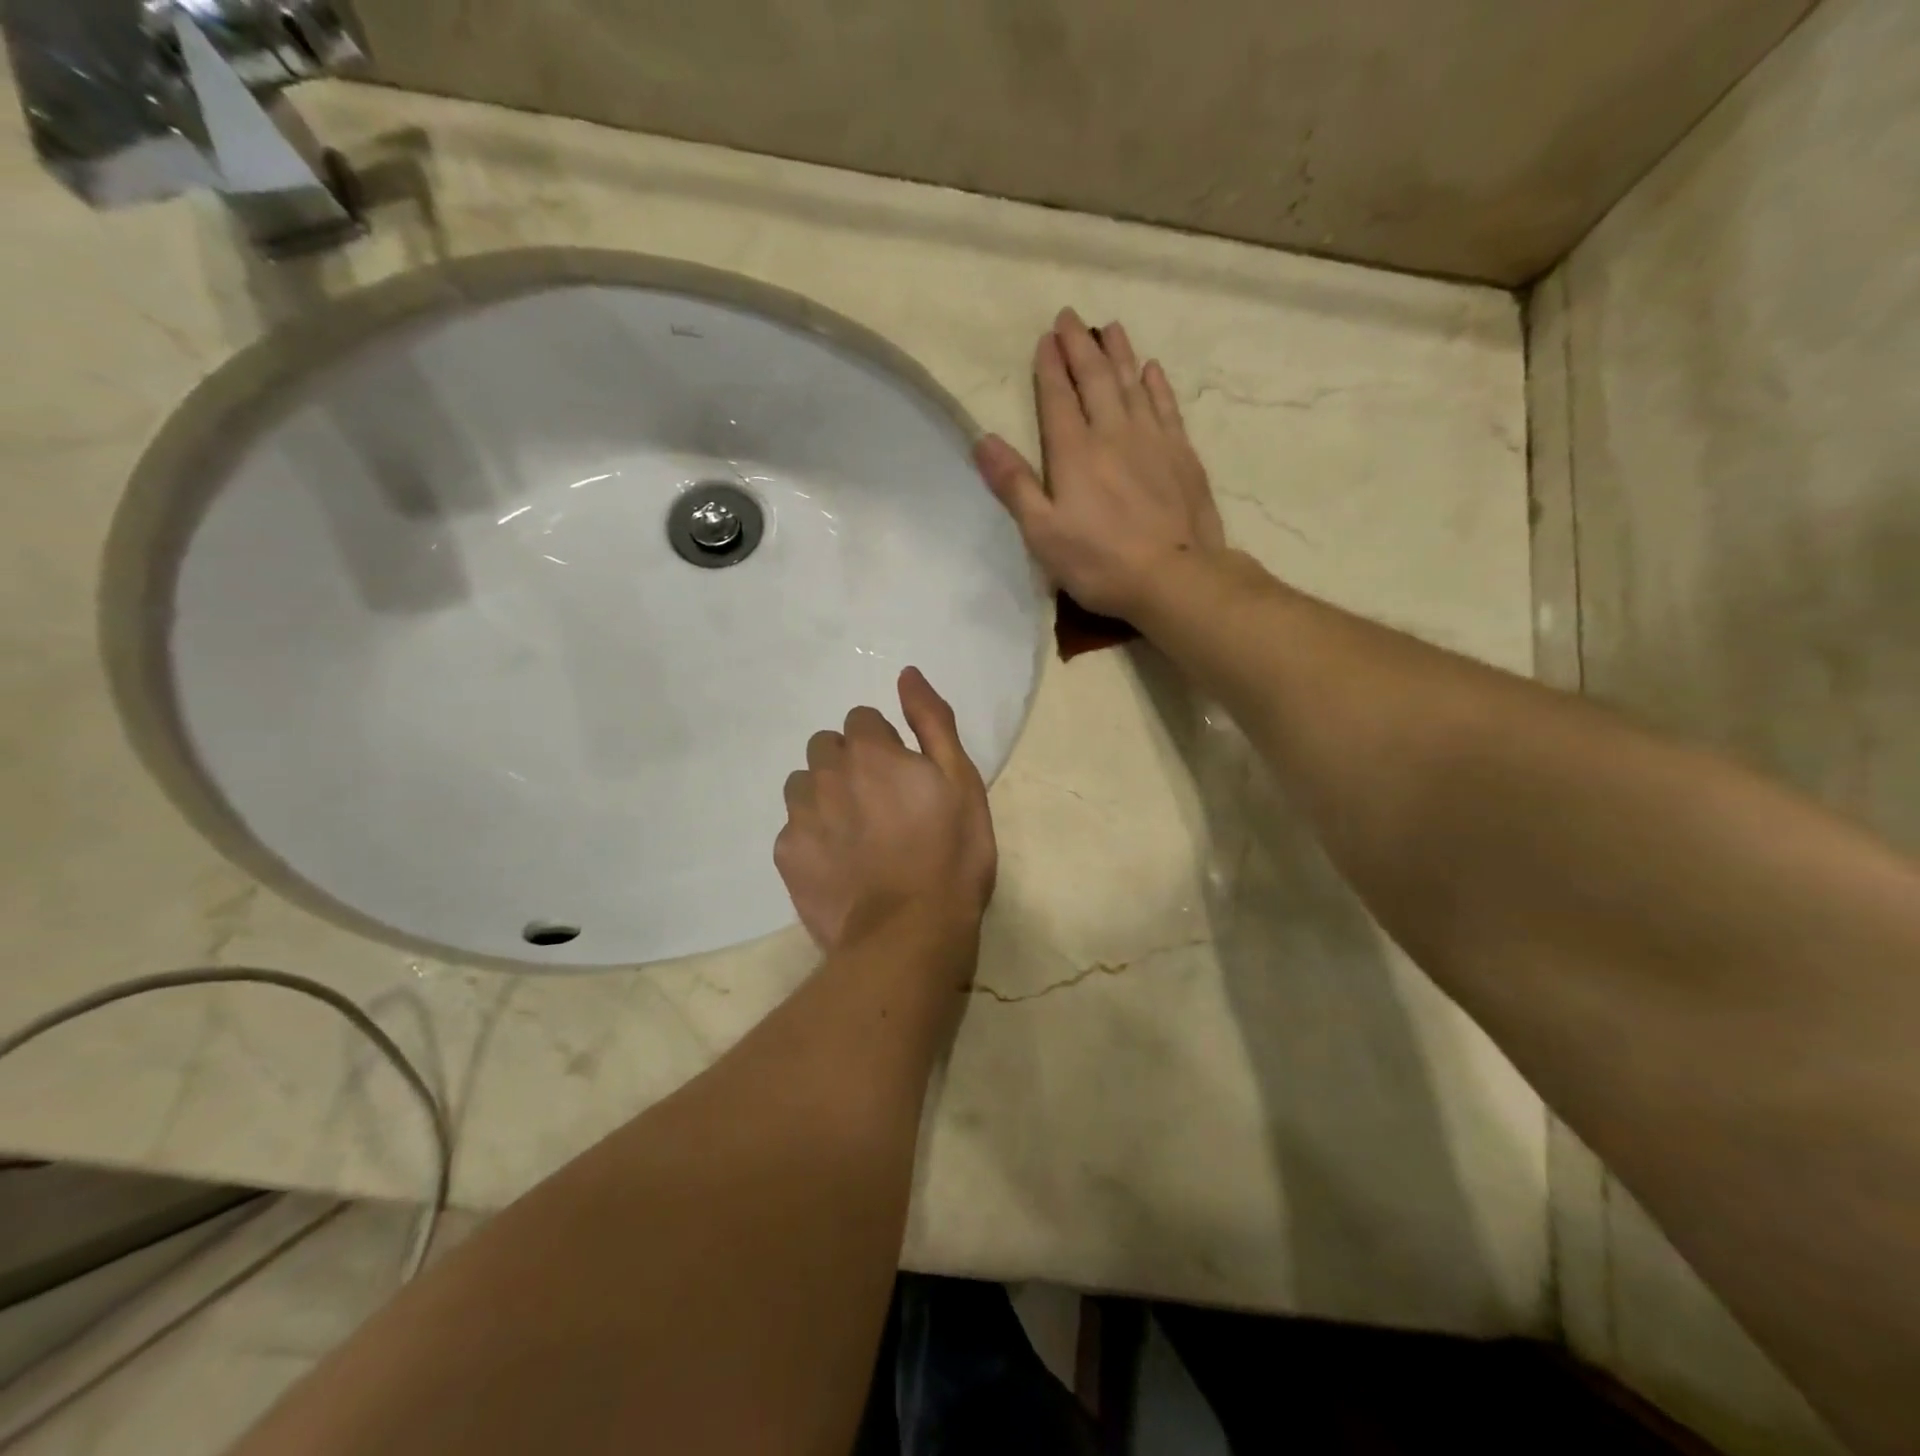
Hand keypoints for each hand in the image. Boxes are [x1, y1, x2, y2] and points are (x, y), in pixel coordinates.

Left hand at [774, 667, 996, 954]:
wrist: (911, 932)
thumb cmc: (950, 853)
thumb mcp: (961, 780)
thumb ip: (931, 721)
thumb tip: (906, 673)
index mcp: (869, 751)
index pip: (861, 720)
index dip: (883, 743)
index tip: (902, 775)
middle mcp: (826, 773)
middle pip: (826, 747)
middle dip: (848, 762)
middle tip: (879, 803)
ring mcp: (801, 815)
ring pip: (803, 784)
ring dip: (824, 795)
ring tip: (855, 833)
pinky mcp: (786, 854)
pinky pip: (793, 828)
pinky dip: (812, 836)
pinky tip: (838, 864)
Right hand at [974, 309, 1224, 620]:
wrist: (1175, 577)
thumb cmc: (1100, 562)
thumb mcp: (1043, 533)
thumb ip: (1014, 485)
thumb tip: (982, 439)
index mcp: (1074, 452)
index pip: (1057, 397)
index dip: (1049, 366)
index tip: (1045, 337)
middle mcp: (1113, 433)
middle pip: (1094, 379)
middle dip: (1080, 346)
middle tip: (1071, 317)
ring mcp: (1152, 440)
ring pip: (1132, 384)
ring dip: (1118, 353)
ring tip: (1109, 328)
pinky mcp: (1181, 455)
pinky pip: (1166, 406)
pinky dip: (1156, 384)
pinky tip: (1151, 370)